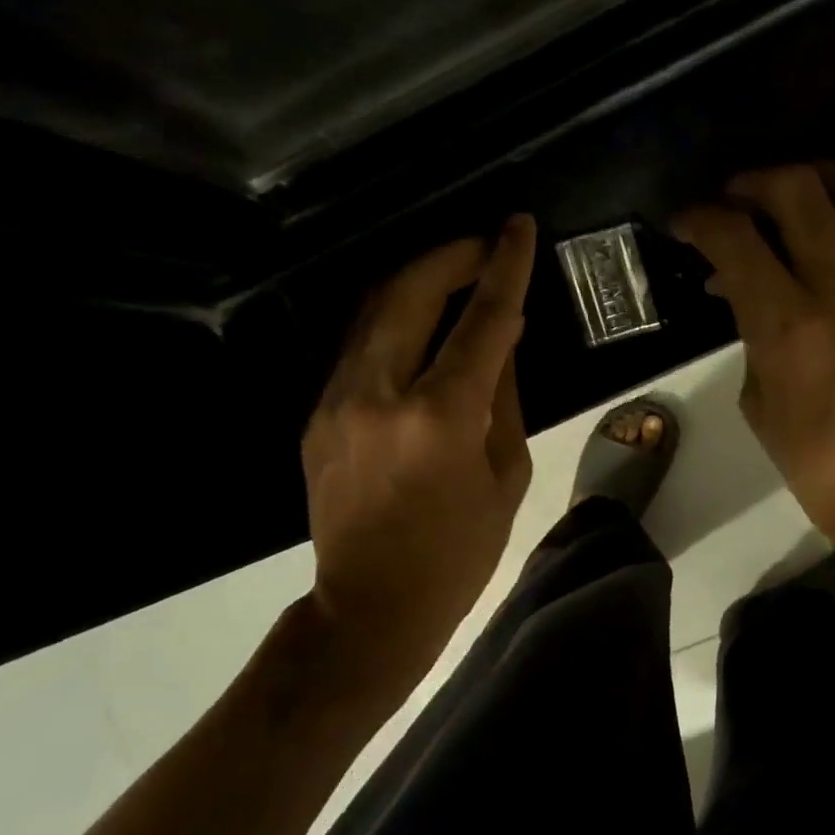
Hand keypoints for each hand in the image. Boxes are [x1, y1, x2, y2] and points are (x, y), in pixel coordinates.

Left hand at [301, 216, 535, 694]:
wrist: (369, 608)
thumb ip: (505, 394)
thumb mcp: (506, 474)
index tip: (517, 225)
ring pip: (375, 308)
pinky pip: (361, 344)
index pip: (482, 319)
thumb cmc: (458, 552)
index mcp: (440, 416)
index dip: (505, 265)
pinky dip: (397, 319)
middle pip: (410, 290)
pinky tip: (422, 323)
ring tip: (456, 271)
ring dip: (419, 278)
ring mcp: (337, 400)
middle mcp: (380, 393)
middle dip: (452, 254)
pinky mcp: (318, 413)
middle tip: (486, 244)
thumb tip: (504, 335)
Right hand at [674, 165, 834, 616]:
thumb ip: (750, 335)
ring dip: (819, 175)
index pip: (734, 240)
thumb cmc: (820, 467)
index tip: (688, 222)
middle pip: (797, 192)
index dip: (701, 218)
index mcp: (788, 326)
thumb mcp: (759, 403)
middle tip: (737, 198)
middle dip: (754, 182)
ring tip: (798, 187)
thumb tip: (742, 291)